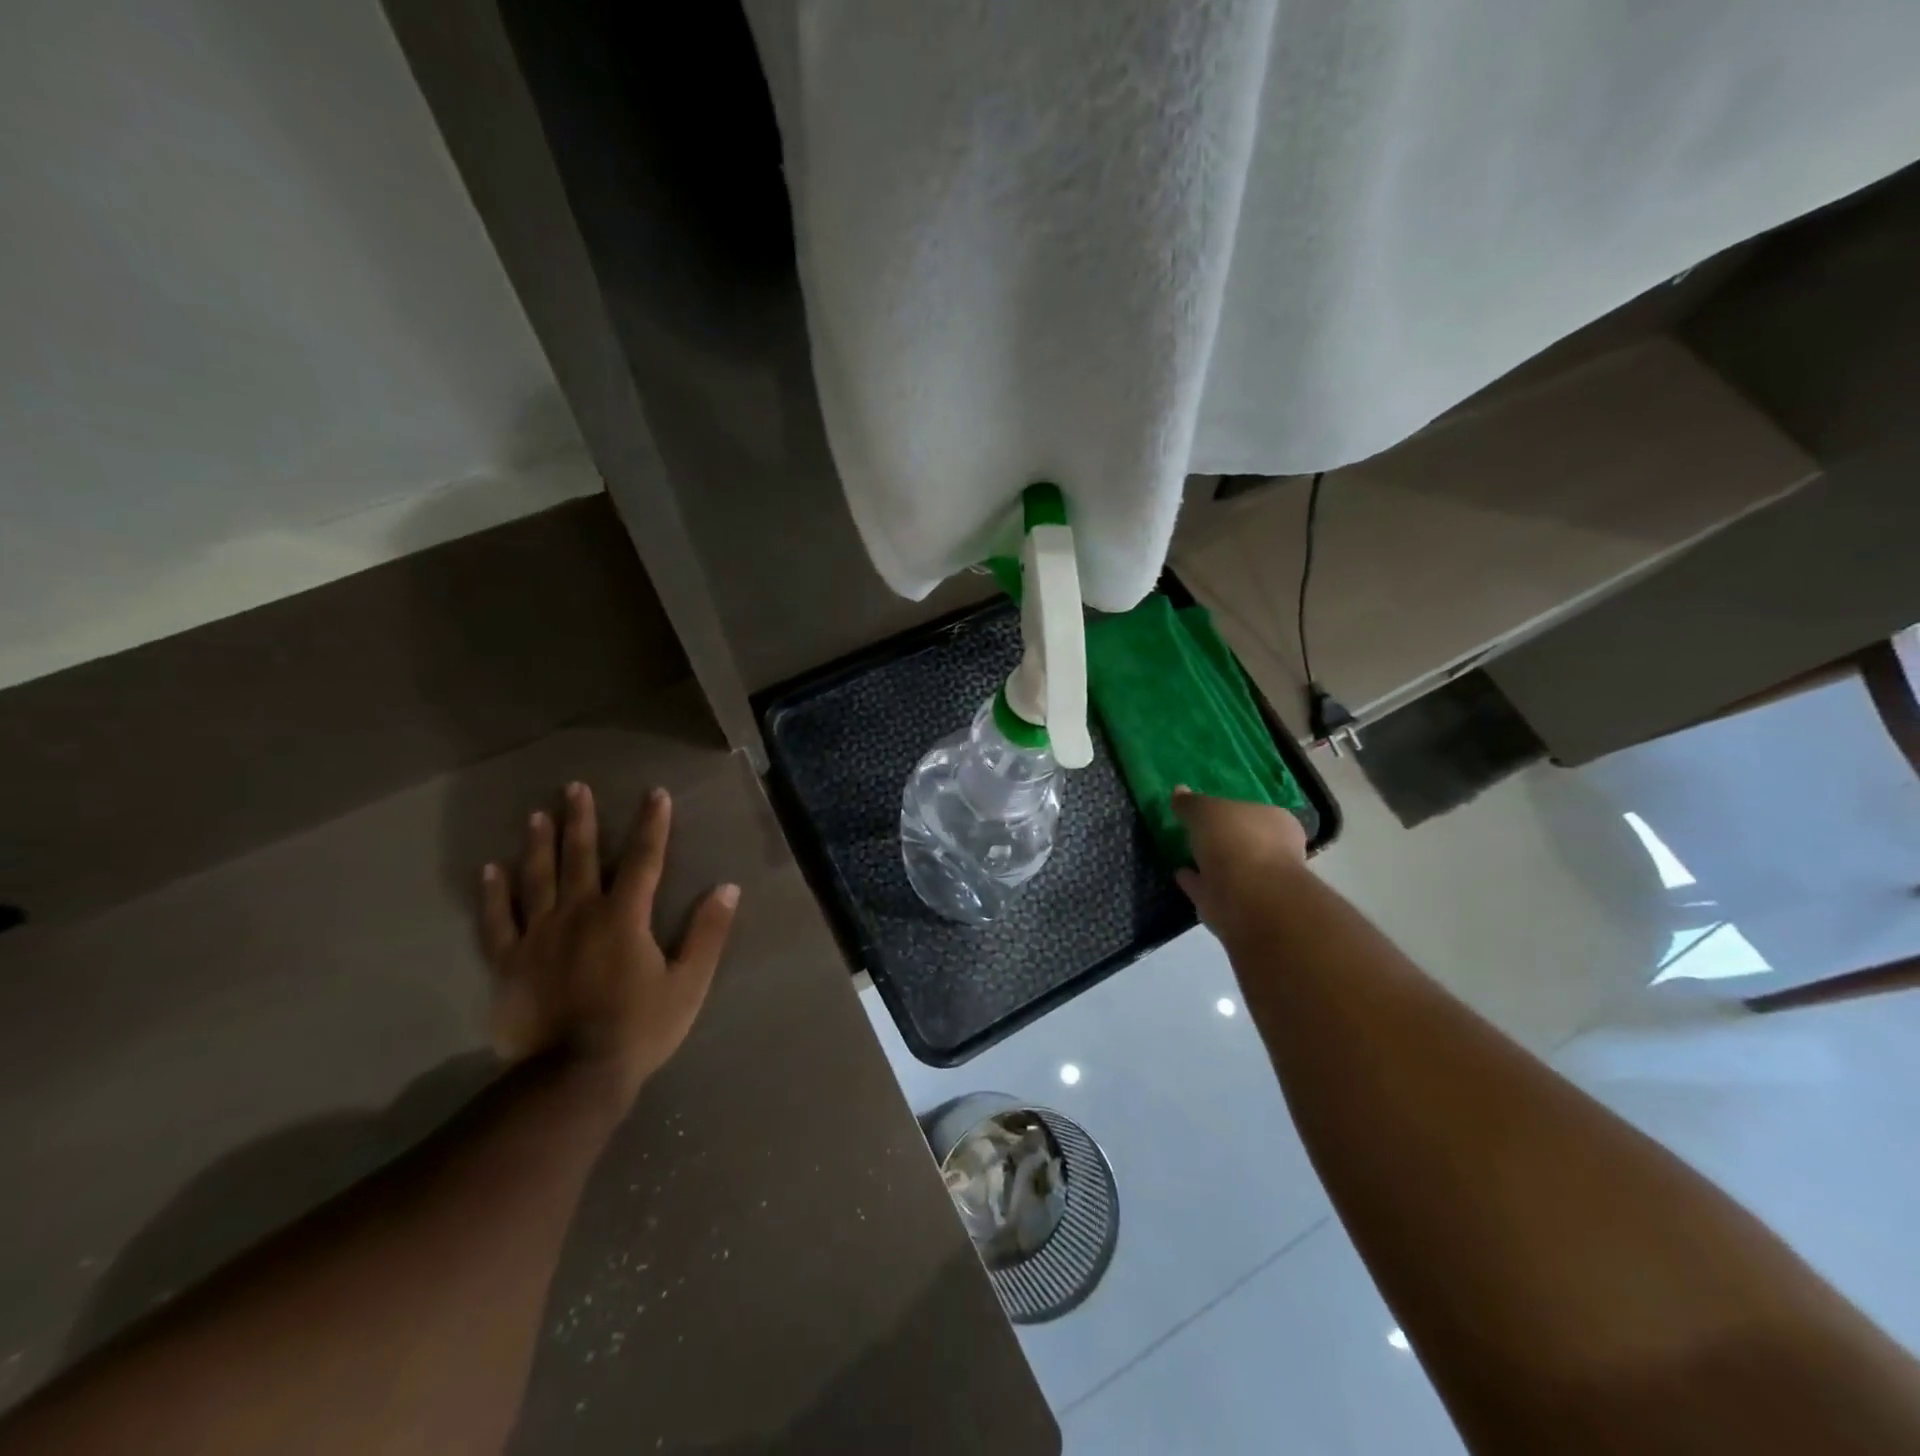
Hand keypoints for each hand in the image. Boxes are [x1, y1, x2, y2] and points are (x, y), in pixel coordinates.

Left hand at [479, 783, 738, 1105]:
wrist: (571, 1079)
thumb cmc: (639, 1029)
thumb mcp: (688, 983)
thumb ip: (707, 933)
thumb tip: (727, 888)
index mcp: (624, 917)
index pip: (643, 859)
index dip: (652, 825)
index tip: (655, 794)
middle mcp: (579, 914)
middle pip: (581, 858)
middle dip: (582, 820)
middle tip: (575, 787)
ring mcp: (539, 937)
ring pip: (537, 879)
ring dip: (539, 844)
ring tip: (538, 814)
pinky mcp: (509, 963)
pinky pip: (497, 921)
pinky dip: (493, 894)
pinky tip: (489, 870)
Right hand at [1171, 787, 1308, 940]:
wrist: (1249, 898)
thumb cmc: (1236, 840)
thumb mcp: (1206, 810)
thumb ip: (1191, 802)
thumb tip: (1178, 790)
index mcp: (1275, 821)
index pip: (1252, 811)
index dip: (1230, 810)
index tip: (1207, 810)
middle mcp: (1273, 851)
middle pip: (1242, 840)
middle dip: (1221, 838)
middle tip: (1194, 831)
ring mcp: (1256, 882)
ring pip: (1228, 867)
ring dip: (1209, 862)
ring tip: (1183, 853)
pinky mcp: (1236, 907)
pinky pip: (1211, 888)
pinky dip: (1196, 882)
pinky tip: (1179, 874)